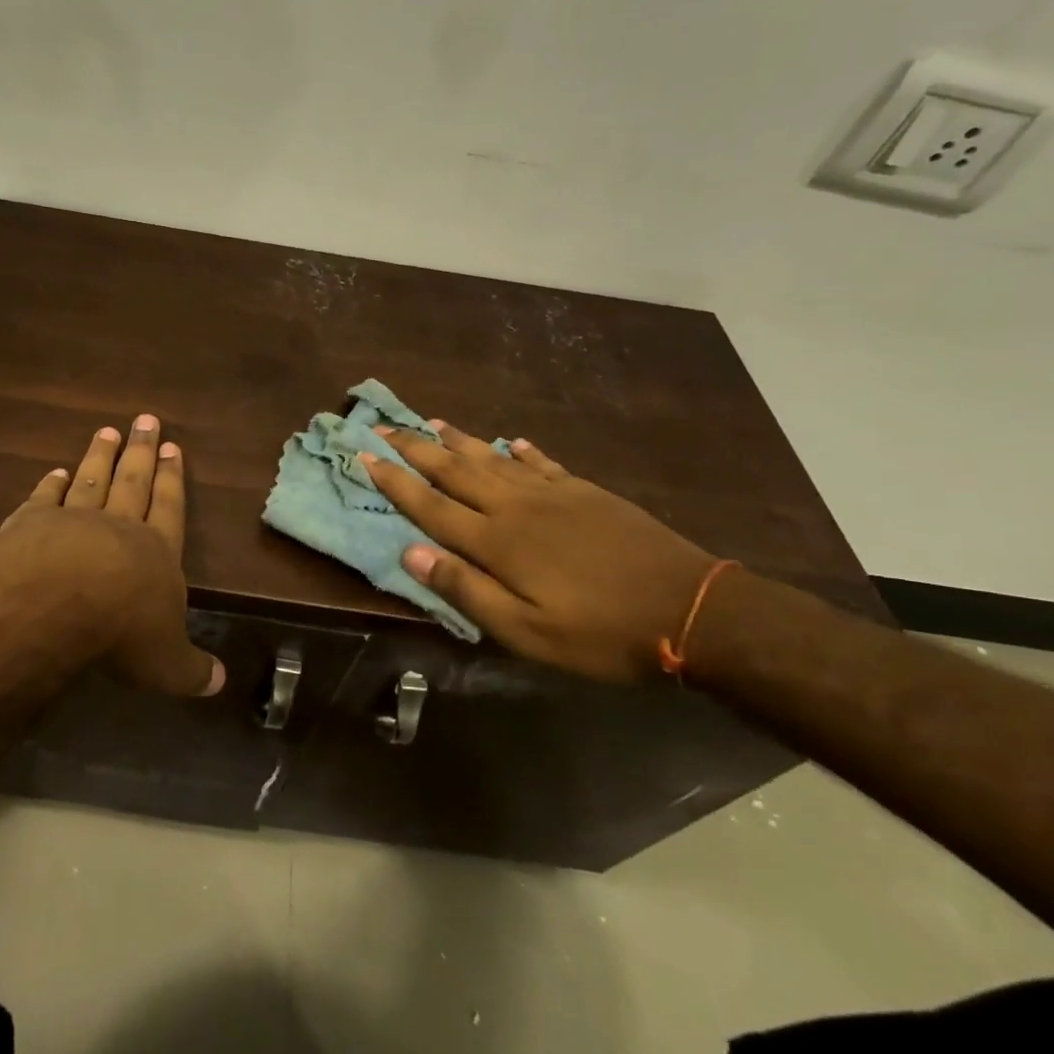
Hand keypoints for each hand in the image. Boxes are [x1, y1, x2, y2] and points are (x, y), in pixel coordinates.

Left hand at [0, 413, 223, 696]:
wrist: (55, 604)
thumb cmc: (122, 632)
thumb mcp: (166, 663)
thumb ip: (191, 670)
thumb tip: (219, 684)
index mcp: (156, 552)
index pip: (169, 507)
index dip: (172, 479)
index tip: (173, 447)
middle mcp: (118, 527)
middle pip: (133, 481)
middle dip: (141, 452)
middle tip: (145, 420)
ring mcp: (72, 521)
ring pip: (91, 481)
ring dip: (99, 457)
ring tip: (107, 431)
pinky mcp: (31, 525)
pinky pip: (44, 499)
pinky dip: (50, 485)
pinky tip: (54, 472)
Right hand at [360, 422, 717, 682]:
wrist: (690, 608)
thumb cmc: (600, 632)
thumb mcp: (526, 632)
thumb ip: (466, 590)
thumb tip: (410, 553)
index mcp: (496, 541)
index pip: (430, 504)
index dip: (394, 481)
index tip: (364, 455)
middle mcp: (515, 506)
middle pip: (454, 470)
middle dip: (414, 448)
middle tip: (383, 425)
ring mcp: (552, 494)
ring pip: (492, 459)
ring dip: (458, 440)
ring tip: (432, 421)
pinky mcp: (585, 492)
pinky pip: (542, 463)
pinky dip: (522, 451)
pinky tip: (512, 442)